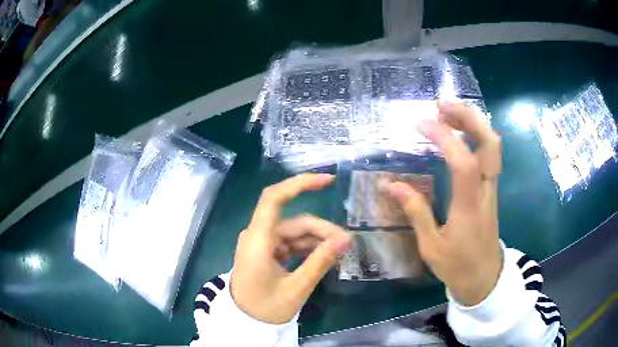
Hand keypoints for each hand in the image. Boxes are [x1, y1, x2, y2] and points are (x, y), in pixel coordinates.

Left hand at [230, 174, 352, 323]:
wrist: (244, 321)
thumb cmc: (265, 308)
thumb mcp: (297, 288)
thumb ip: (321, 262)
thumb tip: (346, 239)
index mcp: (258, 239)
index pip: (274, 198)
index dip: (300, 184)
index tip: (328, 181)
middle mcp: (257, 235)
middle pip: (294, 221)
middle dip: (321, 229)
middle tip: (346, 243)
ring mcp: (261, 243)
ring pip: (294, 232)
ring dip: (317, 240)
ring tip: (338, 252)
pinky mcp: (265, 251)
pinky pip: (290, 243)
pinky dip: (307, 248)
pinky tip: (323, 256)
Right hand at [388, 101, 501, 305]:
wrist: (485, 277)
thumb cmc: (457, 266)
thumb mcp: (431, 246)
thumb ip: (416, 212)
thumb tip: (392, 185)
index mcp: (469, 207)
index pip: (463, 162)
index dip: (444, 137)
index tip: (420, 124)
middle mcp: (485, 190)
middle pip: (489, 143)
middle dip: (468, 118)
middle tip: (442, 106)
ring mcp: (491, 187)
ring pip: (492, 145)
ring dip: (472, 123)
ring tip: (446, 113)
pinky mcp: (490, 188)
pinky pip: (488, 154)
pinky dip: (475, 135)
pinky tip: (459, 133)